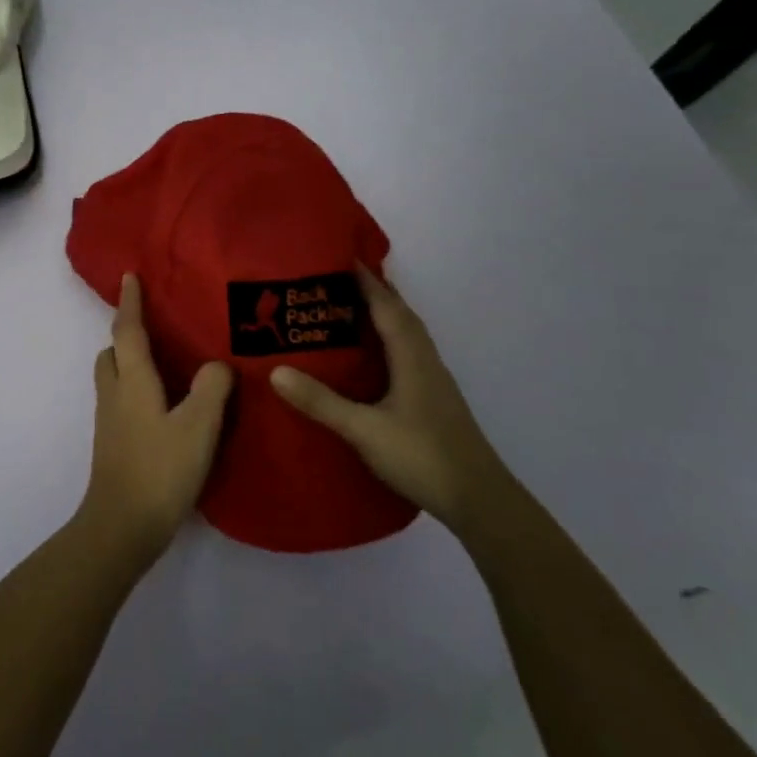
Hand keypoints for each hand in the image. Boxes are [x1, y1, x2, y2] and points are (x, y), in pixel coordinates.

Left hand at [80, 274, 234, 566]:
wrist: (122, 527)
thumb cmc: (159, 471)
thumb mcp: (198, 428)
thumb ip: (211, 390)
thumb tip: (217, 365)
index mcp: (132, 382)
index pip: (127, 331)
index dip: (129, 303)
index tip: (128, 276)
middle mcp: (115, 394)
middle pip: (112, 352)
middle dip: (125, 332)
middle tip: (154, 324)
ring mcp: (110, 421)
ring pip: (113, 377)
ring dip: (128, 360)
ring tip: (163, 361)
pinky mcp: (113, 443)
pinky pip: (121, 398)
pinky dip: (135, 386)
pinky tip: (163, 403)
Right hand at [271, 265, 506, 530]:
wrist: (479, 500)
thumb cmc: (423, 457)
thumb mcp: (364, 430)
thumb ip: (321, 402)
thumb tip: (276, 371)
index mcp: (411, 357)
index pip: (387, 306)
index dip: (366, 280)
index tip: (340, 256)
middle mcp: (425, 360)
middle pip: (401, 314)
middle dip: (374, 291)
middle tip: (336, 279)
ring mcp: (433, 381)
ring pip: (407, 334)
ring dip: (383, 314)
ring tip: (349, 308)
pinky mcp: (434, 399)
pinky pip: (408, 353)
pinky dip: (389, 339)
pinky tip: (372, 355)